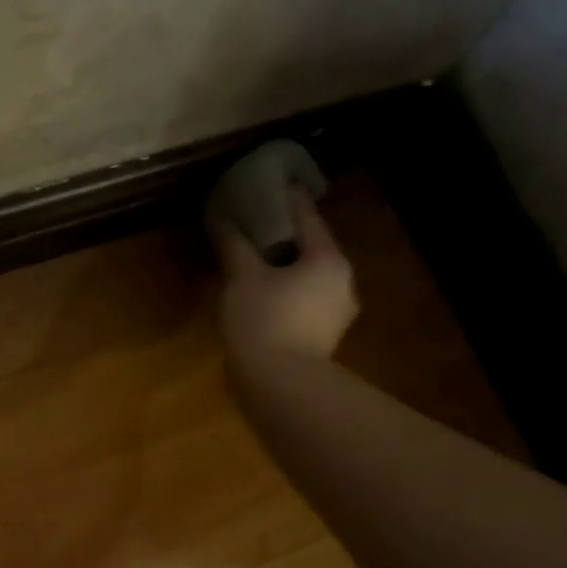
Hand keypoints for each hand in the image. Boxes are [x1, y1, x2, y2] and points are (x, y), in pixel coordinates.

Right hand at [211, 185, 358, 366]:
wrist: (281, 385)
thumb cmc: (264, 321)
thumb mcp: (242, 278)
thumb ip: (235, 245)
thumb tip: (224, 217)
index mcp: (328, 259)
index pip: (308, 217)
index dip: (288, 198)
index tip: (276, 181)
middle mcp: (342, 281)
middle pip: (312, 247)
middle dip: (287, 235)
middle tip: (259, 222)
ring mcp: (337, 312)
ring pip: (310, 276)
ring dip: (287, 265)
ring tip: (258, 259)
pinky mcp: (325, 336)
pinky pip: (306, 300)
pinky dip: (288, 290)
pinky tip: (266, 294)